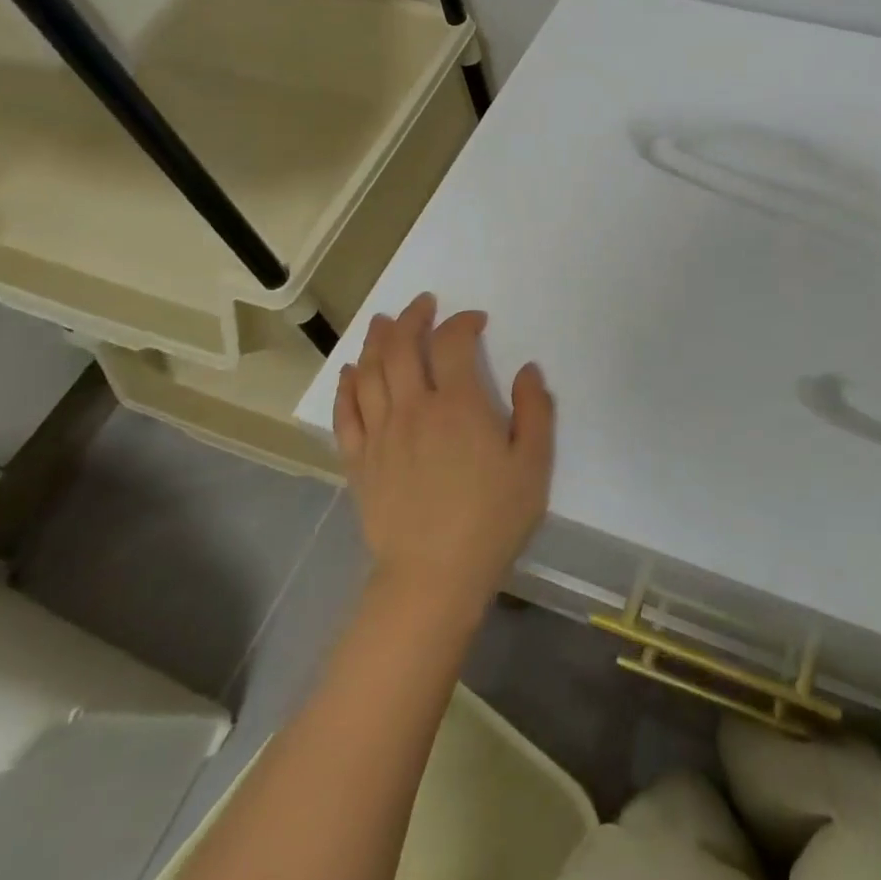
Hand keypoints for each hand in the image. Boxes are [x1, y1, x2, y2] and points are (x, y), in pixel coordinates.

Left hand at [332, 294, 554, 616]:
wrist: (434, 576)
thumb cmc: (492, 519)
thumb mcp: (533, 465)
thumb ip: (535, 411)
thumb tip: (527, 370)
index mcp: (458, 405)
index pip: (453, 343)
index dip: (462, 322)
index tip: (475, 321)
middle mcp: (413, 408)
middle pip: (402, 347)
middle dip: (412, 317)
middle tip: (422, 304)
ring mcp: (380, 433)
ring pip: (370, 371)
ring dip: (376, 340)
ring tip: (383, 321)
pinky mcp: (358, 459)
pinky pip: (345, 411)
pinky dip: (347, 384)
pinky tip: (351, 371)